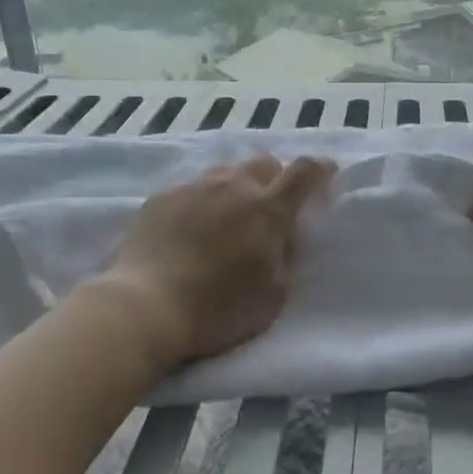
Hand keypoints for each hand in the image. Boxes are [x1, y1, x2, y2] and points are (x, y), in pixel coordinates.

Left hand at [103, 154, 336, 372]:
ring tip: (228, 215)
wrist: (145, 306)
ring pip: (225, 172)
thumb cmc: (218, 309)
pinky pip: (192, 188)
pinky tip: (191, 227)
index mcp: (267, 210)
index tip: (327, 171)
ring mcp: (194, 188)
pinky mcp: (162, 197)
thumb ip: (285, 258)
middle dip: (274, 177)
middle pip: (263, 163)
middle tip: (270, 204)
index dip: (320, 168)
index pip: (303, 172)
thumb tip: (285, 236)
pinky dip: (202, 201)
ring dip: (236, 187)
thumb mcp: (272, 295)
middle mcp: (234, 187)